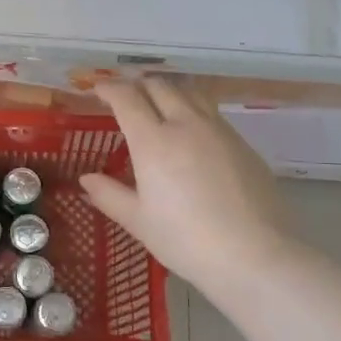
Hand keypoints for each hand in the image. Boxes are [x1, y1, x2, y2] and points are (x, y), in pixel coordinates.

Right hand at [80, 77, 299, 296]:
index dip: (109, 88)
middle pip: (159, 86)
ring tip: (158, 105)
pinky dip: (192, 109)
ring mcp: (219, 130)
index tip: (98, 89)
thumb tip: (86, 180)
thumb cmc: (186, 240)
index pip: (127, 98)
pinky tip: (191, 132)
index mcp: (154, 141)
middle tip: (125, 97)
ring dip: (167, 91)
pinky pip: (211, 112)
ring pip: (189, 93)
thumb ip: (109, 195)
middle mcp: (186, 124)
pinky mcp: (243, 143)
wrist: (255, 255)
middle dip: (137, 85)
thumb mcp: (139, 222)